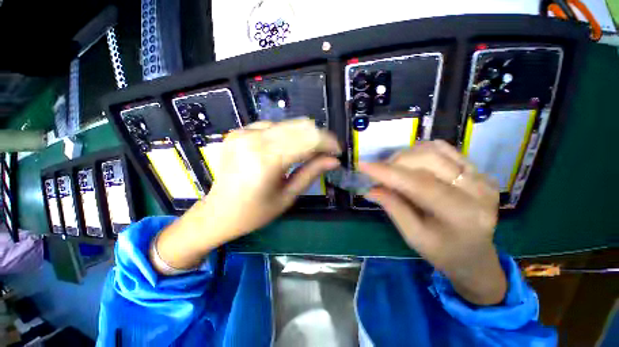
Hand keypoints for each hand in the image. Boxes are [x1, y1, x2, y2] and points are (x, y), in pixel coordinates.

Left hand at [153, 118, 340, 272]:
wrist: (217, 212)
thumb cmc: (254, 212)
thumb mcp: (287, 196)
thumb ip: (311, 173)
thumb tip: (334, 160)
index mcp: (266, 159)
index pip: (308, 138)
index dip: (328, 142)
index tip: (337, 152)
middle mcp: (253, 138)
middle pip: (300, 126)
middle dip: (319, 138)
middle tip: (326, 153)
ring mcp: (244, 132)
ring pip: (288, 124)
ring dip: (304, 136)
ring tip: (309, 153)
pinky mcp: (239, 131)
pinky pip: (272, 126)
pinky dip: (286, 135)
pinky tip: (287, 149)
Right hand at [358, 140, 505, 304]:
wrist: (474, 254)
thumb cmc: (443, 252)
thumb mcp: (413, 236)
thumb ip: (393, 208)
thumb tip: (370, 189)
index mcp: (462, 215)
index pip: (419, 184)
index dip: (388, 172)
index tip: (363, 165)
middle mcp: (477, 190)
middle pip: (428, 160)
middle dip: (395, 163)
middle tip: (378, 173)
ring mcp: (481, 176)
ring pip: (434, 150)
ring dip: (406, 155)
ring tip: (393, 169)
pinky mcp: (478, 170)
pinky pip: (444, 149)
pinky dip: (420, 151)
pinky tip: (410, 163)